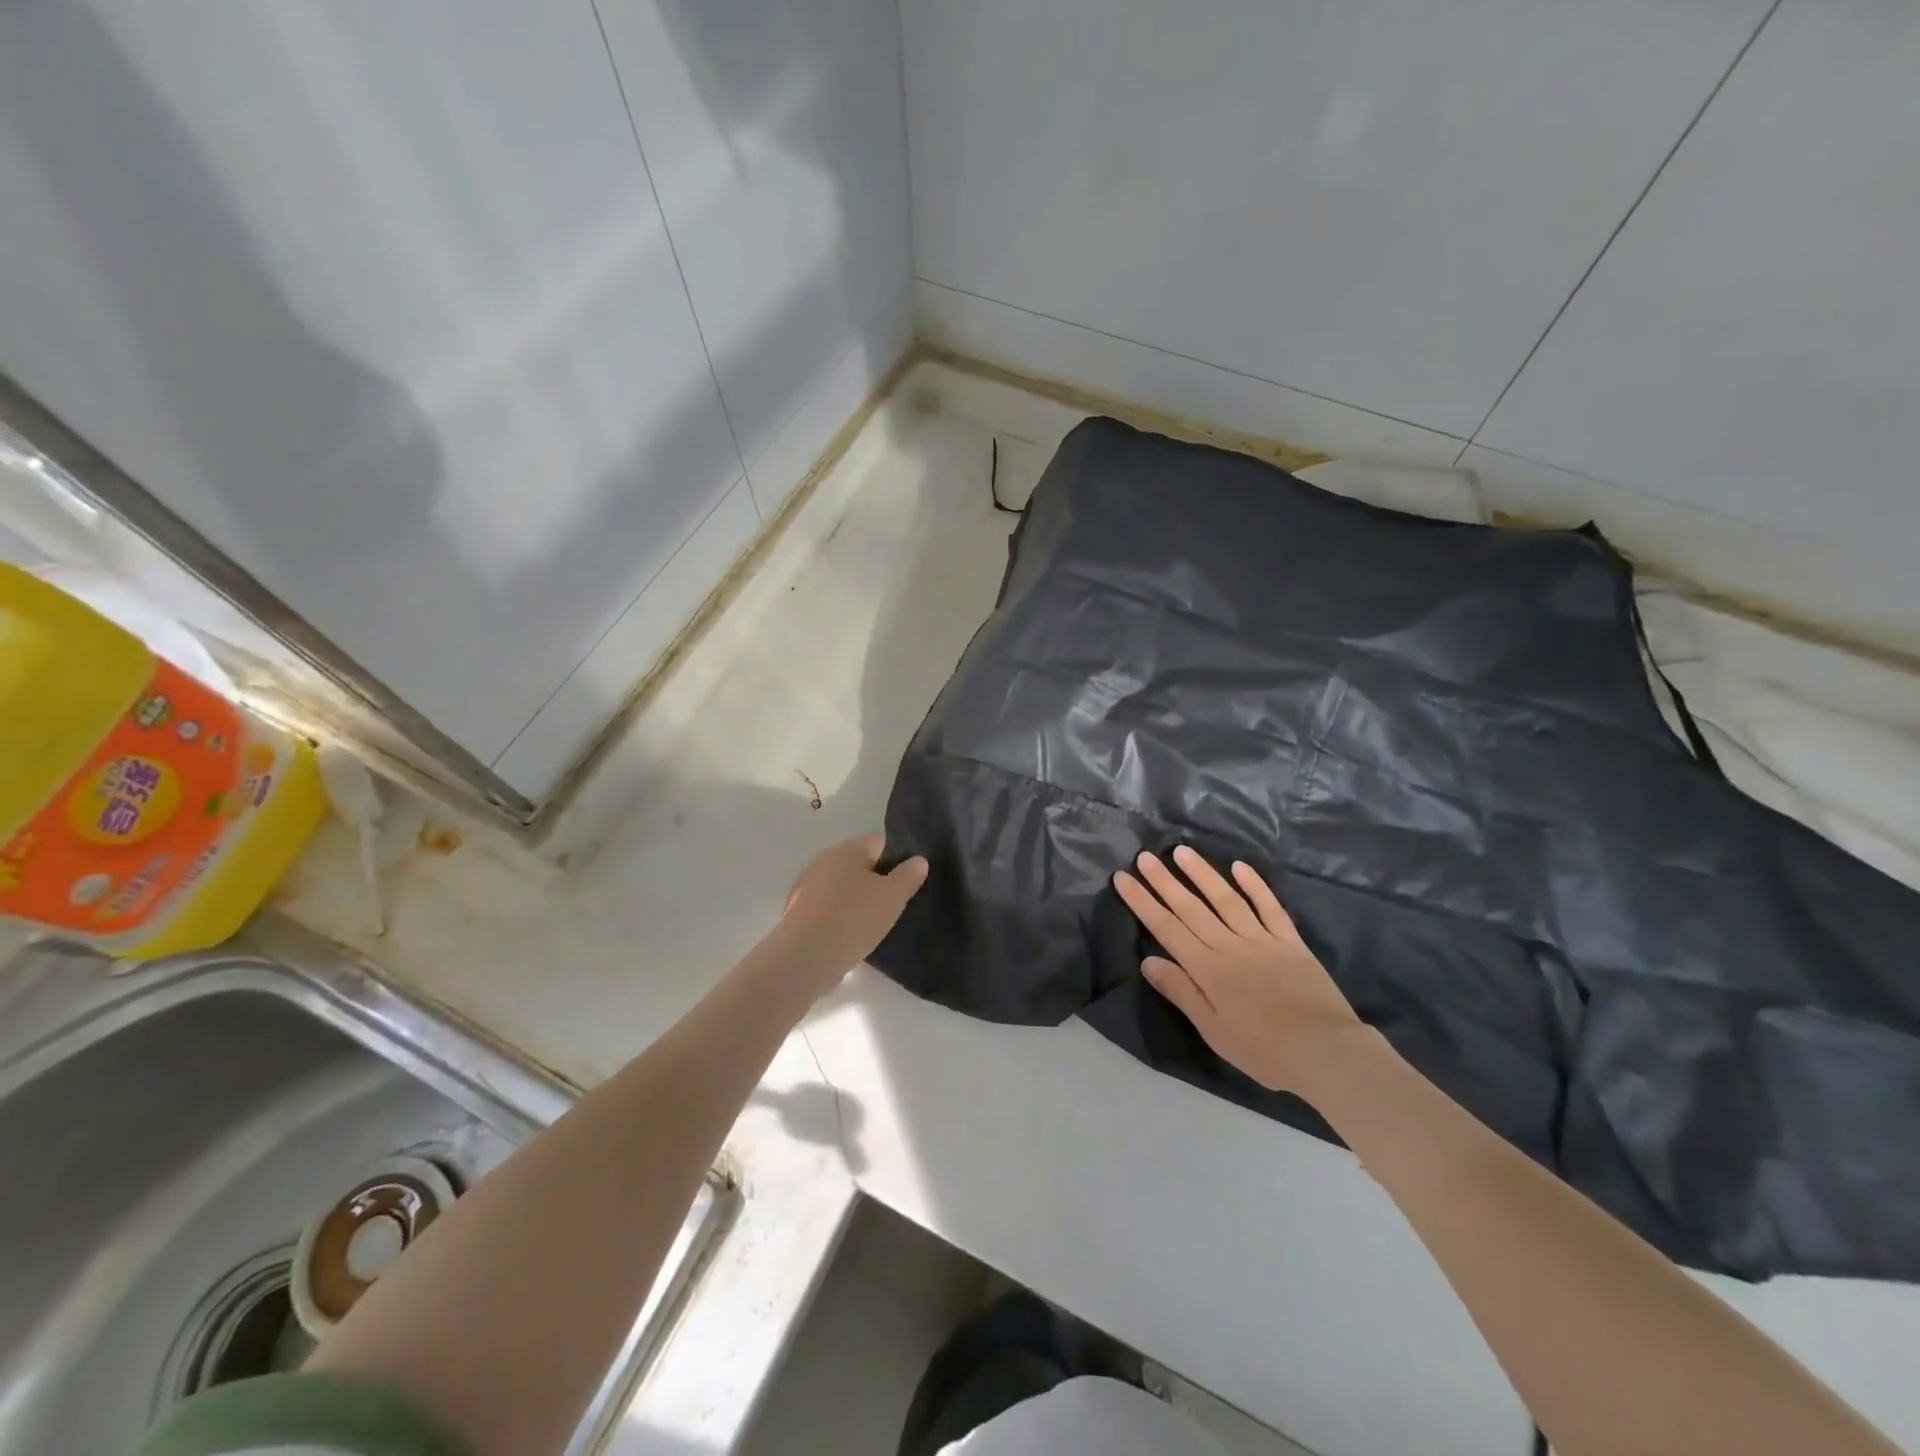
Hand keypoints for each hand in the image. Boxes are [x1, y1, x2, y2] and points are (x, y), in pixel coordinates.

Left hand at [771, 835, 927, 993]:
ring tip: (876, 923)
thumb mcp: (893, 896)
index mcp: (847, 849)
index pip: (881, 843)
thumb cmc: (854, 917)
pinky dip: (841, 917)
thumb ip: (909, 875)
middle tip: (897, 903)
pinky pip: (828, 909)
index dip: (899, 858)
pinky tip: (852, 936)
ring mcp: (806, 887)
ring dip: (858, 900)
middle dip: (878, 880)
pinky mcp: (797, 913)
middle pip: (859, 865)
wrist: (806, 957)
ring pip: (842, 888)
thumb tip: (918, 860)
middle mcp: (823, 861)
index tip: (911, 880)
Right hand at [1113, 847, 1368, 1094]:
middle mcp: (1230, 945)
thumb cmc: (1264, 1050)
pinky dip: (1255, 885)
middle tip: (1144, 856)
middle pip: (1190, 907)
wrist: (1327, 1052)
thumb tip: (1148, 960)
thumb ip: (1182, 992)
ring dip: (1202, 873)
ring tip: (1181, 851)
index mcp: (1207, 969)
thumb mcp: (1214, 1030)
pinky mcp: (1290, 942)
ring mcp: (1262, 939)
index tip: (1123, 878)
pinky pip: (1269, 907)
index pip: (1166, 927)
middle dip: (1164, 881)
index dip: (1142, 901)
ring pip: (1226, 899)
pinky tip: (1240, 867)